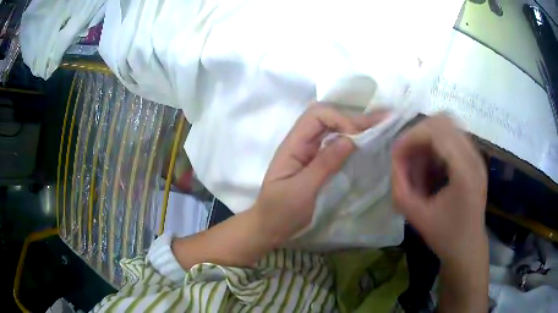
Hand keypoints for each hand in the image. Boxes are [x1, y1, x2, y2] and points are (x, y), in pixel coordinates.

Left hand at [255, 104, 387, 244]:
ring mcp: (310, 151)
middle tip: (383, 120)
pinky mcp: (317, 162)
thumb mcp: (302, 190)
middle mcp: (302, 142)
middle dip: (354, 118)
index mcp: (293, 145)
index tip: (357, 139)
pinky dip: (352, 139)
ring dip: (356, 125)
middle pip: (327, 117)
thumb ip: (324, 164)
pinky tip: (367, 140)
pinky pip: (335, 143)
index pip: (316, 116)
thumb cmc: (281, 211)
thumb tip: (350, 139)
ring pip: (333, 128)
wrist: (270, 226)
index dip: (339, 120)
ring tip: (380, 124)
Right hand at [391, 115, 487, 265]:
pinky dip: (436, 147)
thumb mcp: (417, 217)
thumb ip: (400, 187)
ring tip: (418, 166)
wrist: (468, 248)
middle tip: (406, 157)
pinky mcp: (474, 159)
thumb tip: (395, 161)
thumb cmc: (446, 236)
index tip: (396, 155)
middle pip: (443, 121)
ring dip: (427, 141)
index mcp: (464, 171)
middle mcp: (473, 156)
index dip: (411, 137)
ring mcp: (476, 156)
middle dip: (418, 134)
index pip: (436, 131)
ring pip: (447, 127)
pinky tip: (430, 169)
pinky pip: (452, 138)